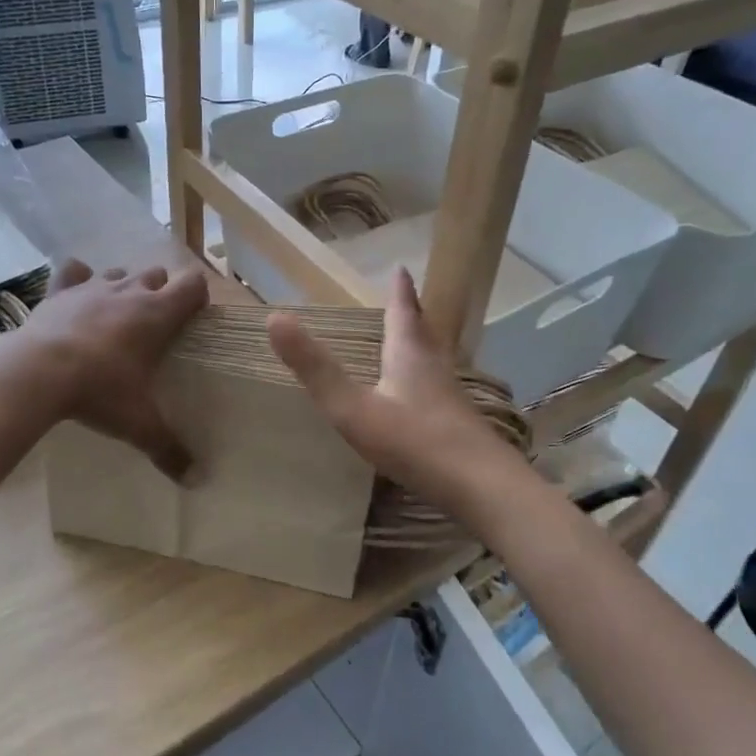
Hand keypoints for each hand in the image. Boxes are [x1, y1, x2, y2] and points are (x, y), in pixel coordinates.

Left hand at [25, 258, 208, 480]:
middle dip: (160, 293)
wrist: (37, 372)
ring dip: (123, 288)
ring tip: (116, 317)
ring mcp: (93, 286)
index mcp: (158, 314)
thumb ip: (168, 448)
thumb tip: (195, 480)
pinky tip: (77, 297)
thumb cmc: (100, 390)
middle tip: (153, 327)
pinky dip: (77, 279)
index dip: (197, 298)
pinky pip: (73, 271)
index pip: (193, 285)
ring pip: (118, 273)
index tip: (192, 320)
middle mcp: (130, 291)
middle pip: (157, 274)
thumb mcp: (139, 423)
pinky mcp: (60, 290)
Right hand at [268, 268, 527, 521]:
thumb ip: (315, 368)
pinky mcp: (459, 425)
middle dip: (411, 314)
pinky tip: (420, 396)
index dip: (400, 291)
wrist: (480, 487)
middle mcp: (433, 368)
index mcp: (409, 356)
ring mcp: (450, 397)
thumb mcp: (352, 407)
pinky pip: (438, 387)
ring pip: (434, 359)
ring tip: (411, 339)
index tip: (401, 269)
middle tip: (406, 298)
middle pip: (422, 332)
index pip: (403, 313)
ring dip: (420, 344)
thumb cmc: (413, 442)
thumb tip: (275, 318)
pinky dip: (426, 377)